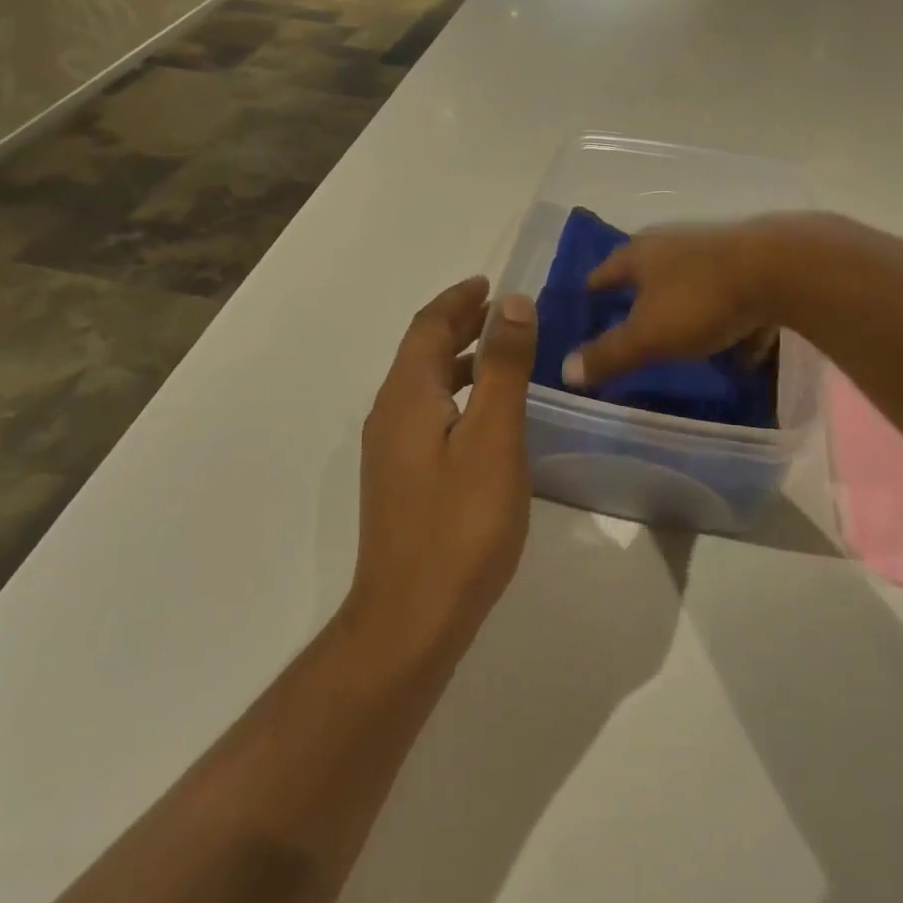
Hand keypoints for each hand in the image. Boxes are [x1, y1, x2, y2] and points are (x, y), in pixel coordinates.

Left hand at [349, 277, 539, 665]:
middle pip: (423, 352)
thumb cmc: (460, 523)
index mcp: (407, 396)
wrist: (411, 619)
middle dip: (459, 324)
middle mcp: (390, 414)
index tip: (488, 283)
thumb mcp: (493, 437)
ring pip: (425, 384)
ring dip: (459, 358)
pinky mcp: (401, 479)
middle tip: (501, 310)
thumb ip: (504, 366)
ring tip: (502, 352)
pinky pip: (428, 412)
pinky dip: (457, 392)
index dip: (458, 301)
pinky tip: (485, 415)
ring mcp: (391, 451)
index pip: (428, 327)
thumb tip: (512, 302)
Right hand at [562, 219, 785, 389]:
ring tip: (684, 342)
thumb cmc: (700, 299)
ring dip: (685, 309)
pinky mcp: (752, 263)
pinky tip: (740, 349)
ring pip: (691, 283)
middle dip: (639, 299)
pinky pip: (732, 297)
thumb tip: (566, 370)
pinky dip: (729, 320)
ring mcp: (715, 250)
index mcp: (641, 254)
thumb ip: (609, 354)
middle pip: (647, 272)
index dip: (592, 292)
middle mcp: (674, 243)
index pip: (603, 271)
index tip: (585, 311)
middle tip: (631, 327)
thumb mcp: (648, 336)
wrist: (781, 270)